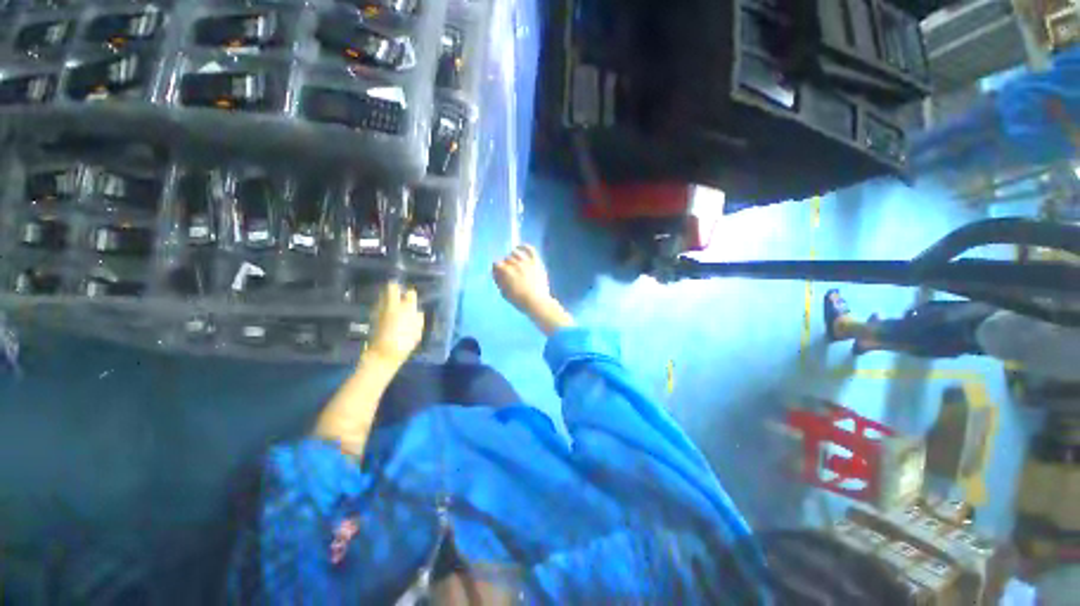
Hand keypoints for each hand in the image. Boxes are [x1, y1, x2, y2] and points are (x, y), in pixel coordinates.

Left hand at [366, 282, 424, 367]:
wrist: (383, 354)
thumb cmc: (405, 343)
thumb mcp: (417, 332)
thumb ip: (418, 320)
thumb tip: (417, 312)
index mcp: (407, 308)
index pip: (410, 293)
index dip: (411, 294)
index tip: (411, 295)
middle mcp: (392, 305)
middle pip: (392, 288)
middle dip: (395, 287)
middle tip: (398, 291)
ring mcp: (380, 309)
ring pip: (383, 295)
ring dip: (387, 295)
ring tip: (392, 300)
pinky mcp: (372, 316)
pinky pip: (379, 304)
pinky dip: (382, 304)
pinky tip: (385, 310)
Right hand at [493, 245, 552, 312]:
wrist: (537, 302)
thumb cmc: (519, 301)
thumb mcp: (504, 293)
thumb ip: (498, 281)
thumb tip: (495, 273)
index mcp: (506, 271)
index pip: (496, 264)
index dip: (496, 269)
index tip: (498, 274)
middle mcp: (515, 264)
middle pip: (506, 259)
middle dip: (505, 265)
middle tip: (509, 273)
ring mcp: (526, 262)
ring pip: (515, 253)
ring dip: (512, 256)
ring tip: (513, 261)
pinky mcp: (536, 262)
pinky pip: (530, 249)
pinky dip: (524, 246)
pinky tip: (520, 247)